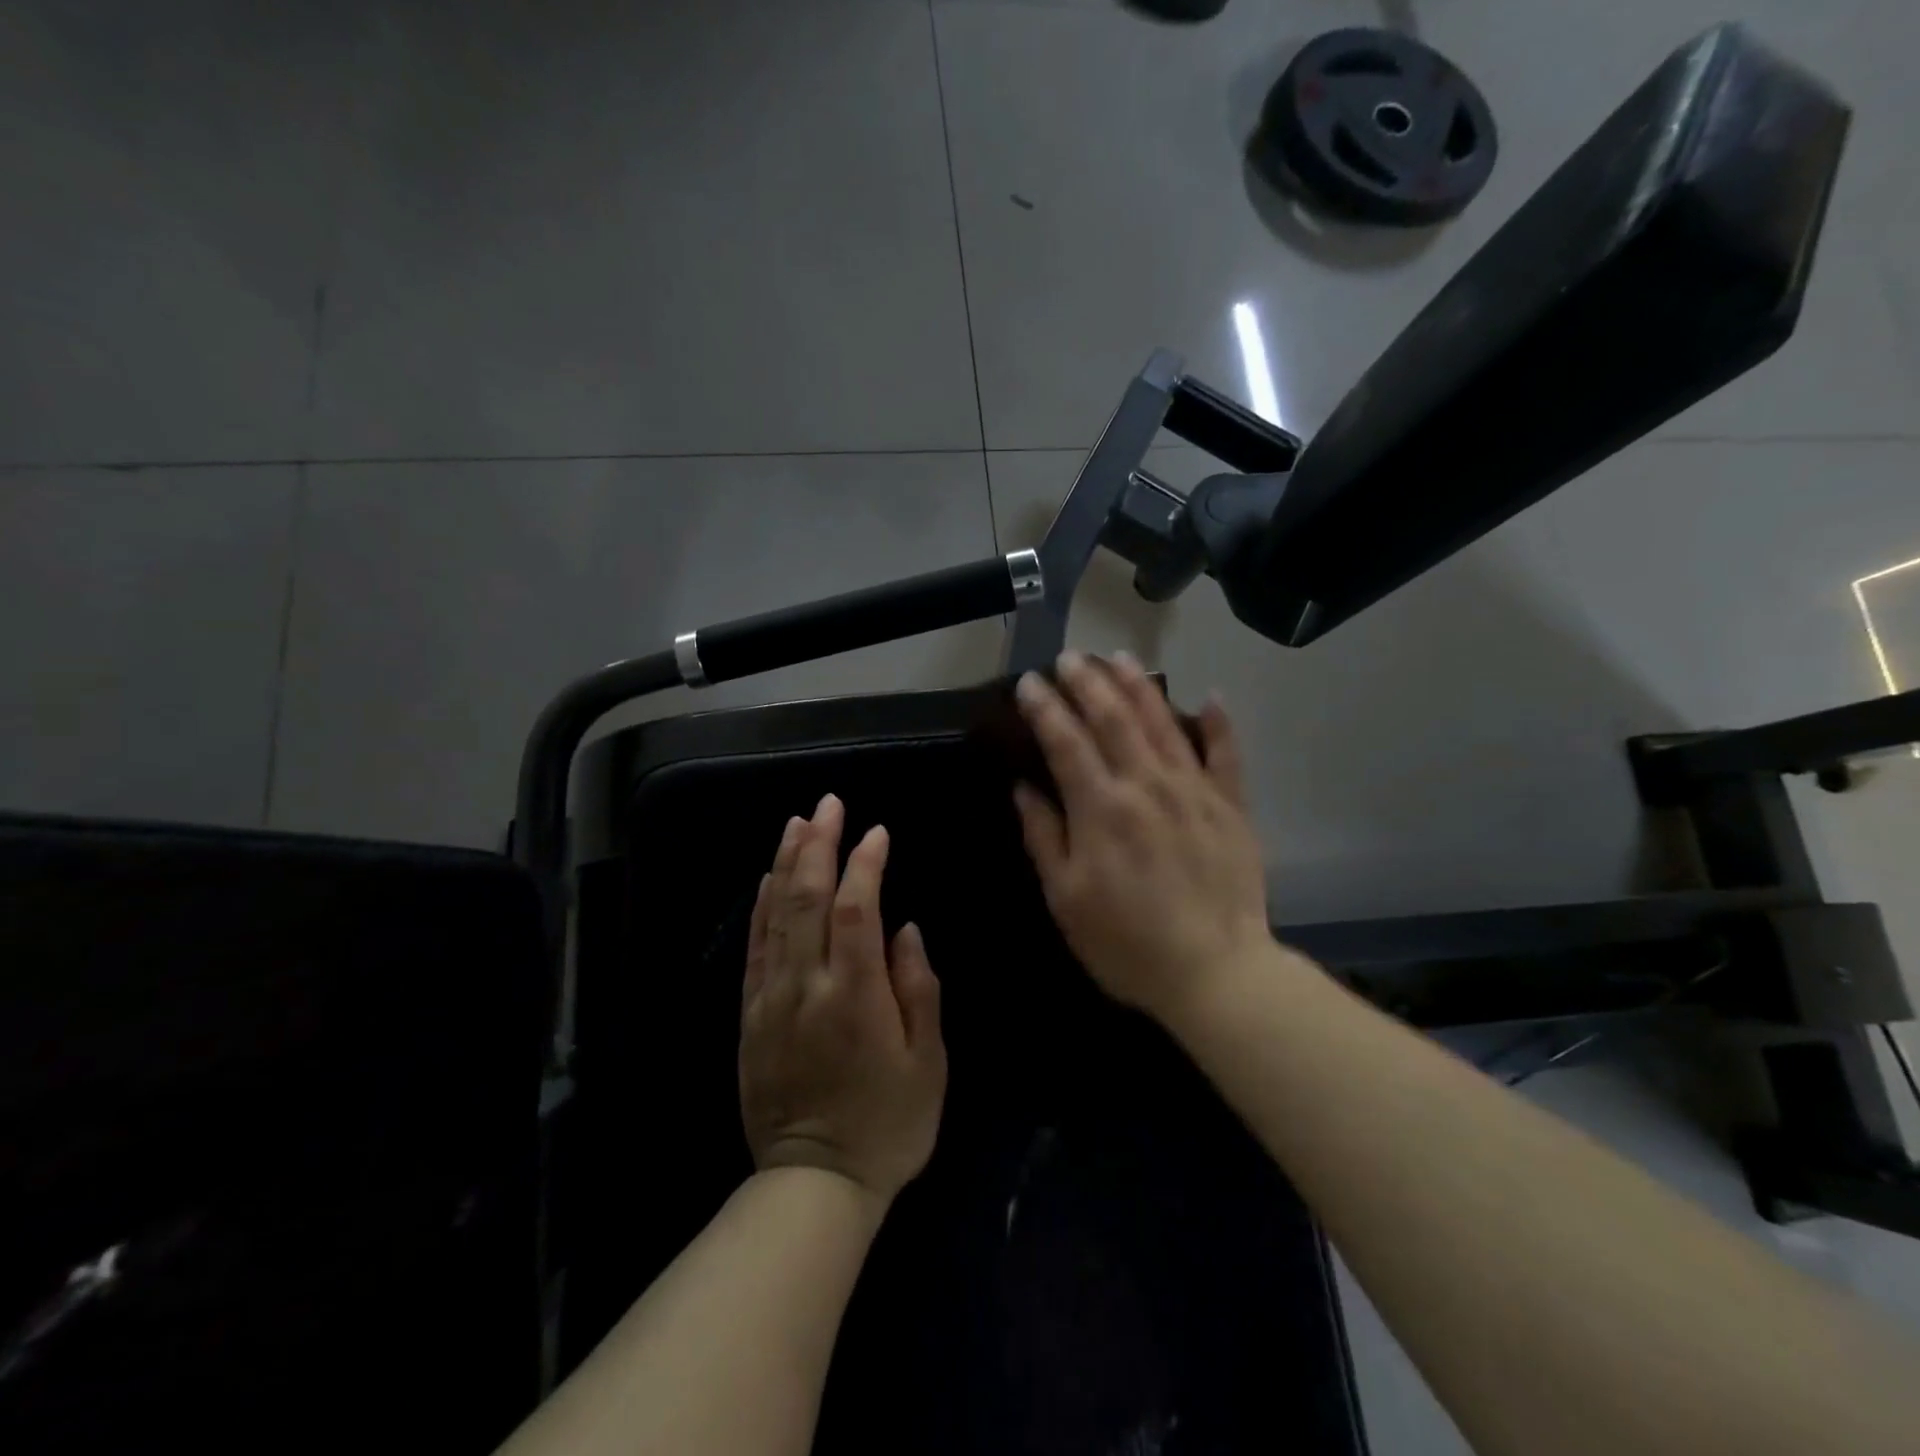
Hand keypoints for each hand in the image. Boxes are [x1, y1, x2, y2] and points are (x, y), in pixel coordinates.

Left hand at [739, 793, 946, 1205]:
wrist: (813, 1184)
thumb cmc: (888, 1124)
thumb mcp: (928, 1064)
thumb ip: (919, 990)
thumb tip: (907, 931)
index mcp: (856, 996)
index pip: (858, 909)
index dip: (866, 864)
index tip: (878, 833)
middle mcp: (807, 985)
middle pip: (808, 898)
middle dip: (819, 844)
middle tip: (830, 804)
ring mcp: (772, 998)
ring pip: (775, 914)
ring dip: (788, 862)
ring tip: (799, 822)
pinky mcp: (750, 1014)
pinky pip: (755, 946)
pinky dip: (762, 905)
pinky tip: (769, 877)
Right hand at [1012, 652, 1273, 1024]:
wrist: (1216, 973)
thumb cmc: (1127, 943)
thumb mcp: (1066, 899)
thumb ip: (1044, 837)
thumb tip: (1024, 788)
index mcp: (1101, 808)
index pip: (1065, 741)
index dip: (1044, 708)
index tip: (1028, 683)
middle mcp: (1147, 784)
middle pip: (1113, 717)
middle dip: (1086, 681)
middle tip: (1068, 658)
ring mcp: (1194, 790)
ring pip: (1163, 721)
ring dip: (1138, 685)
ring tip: (1118, 657)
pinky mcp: (1231, 806)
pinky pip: (1226, 754)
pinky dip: (1219, 723)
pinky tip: (1210, 696)